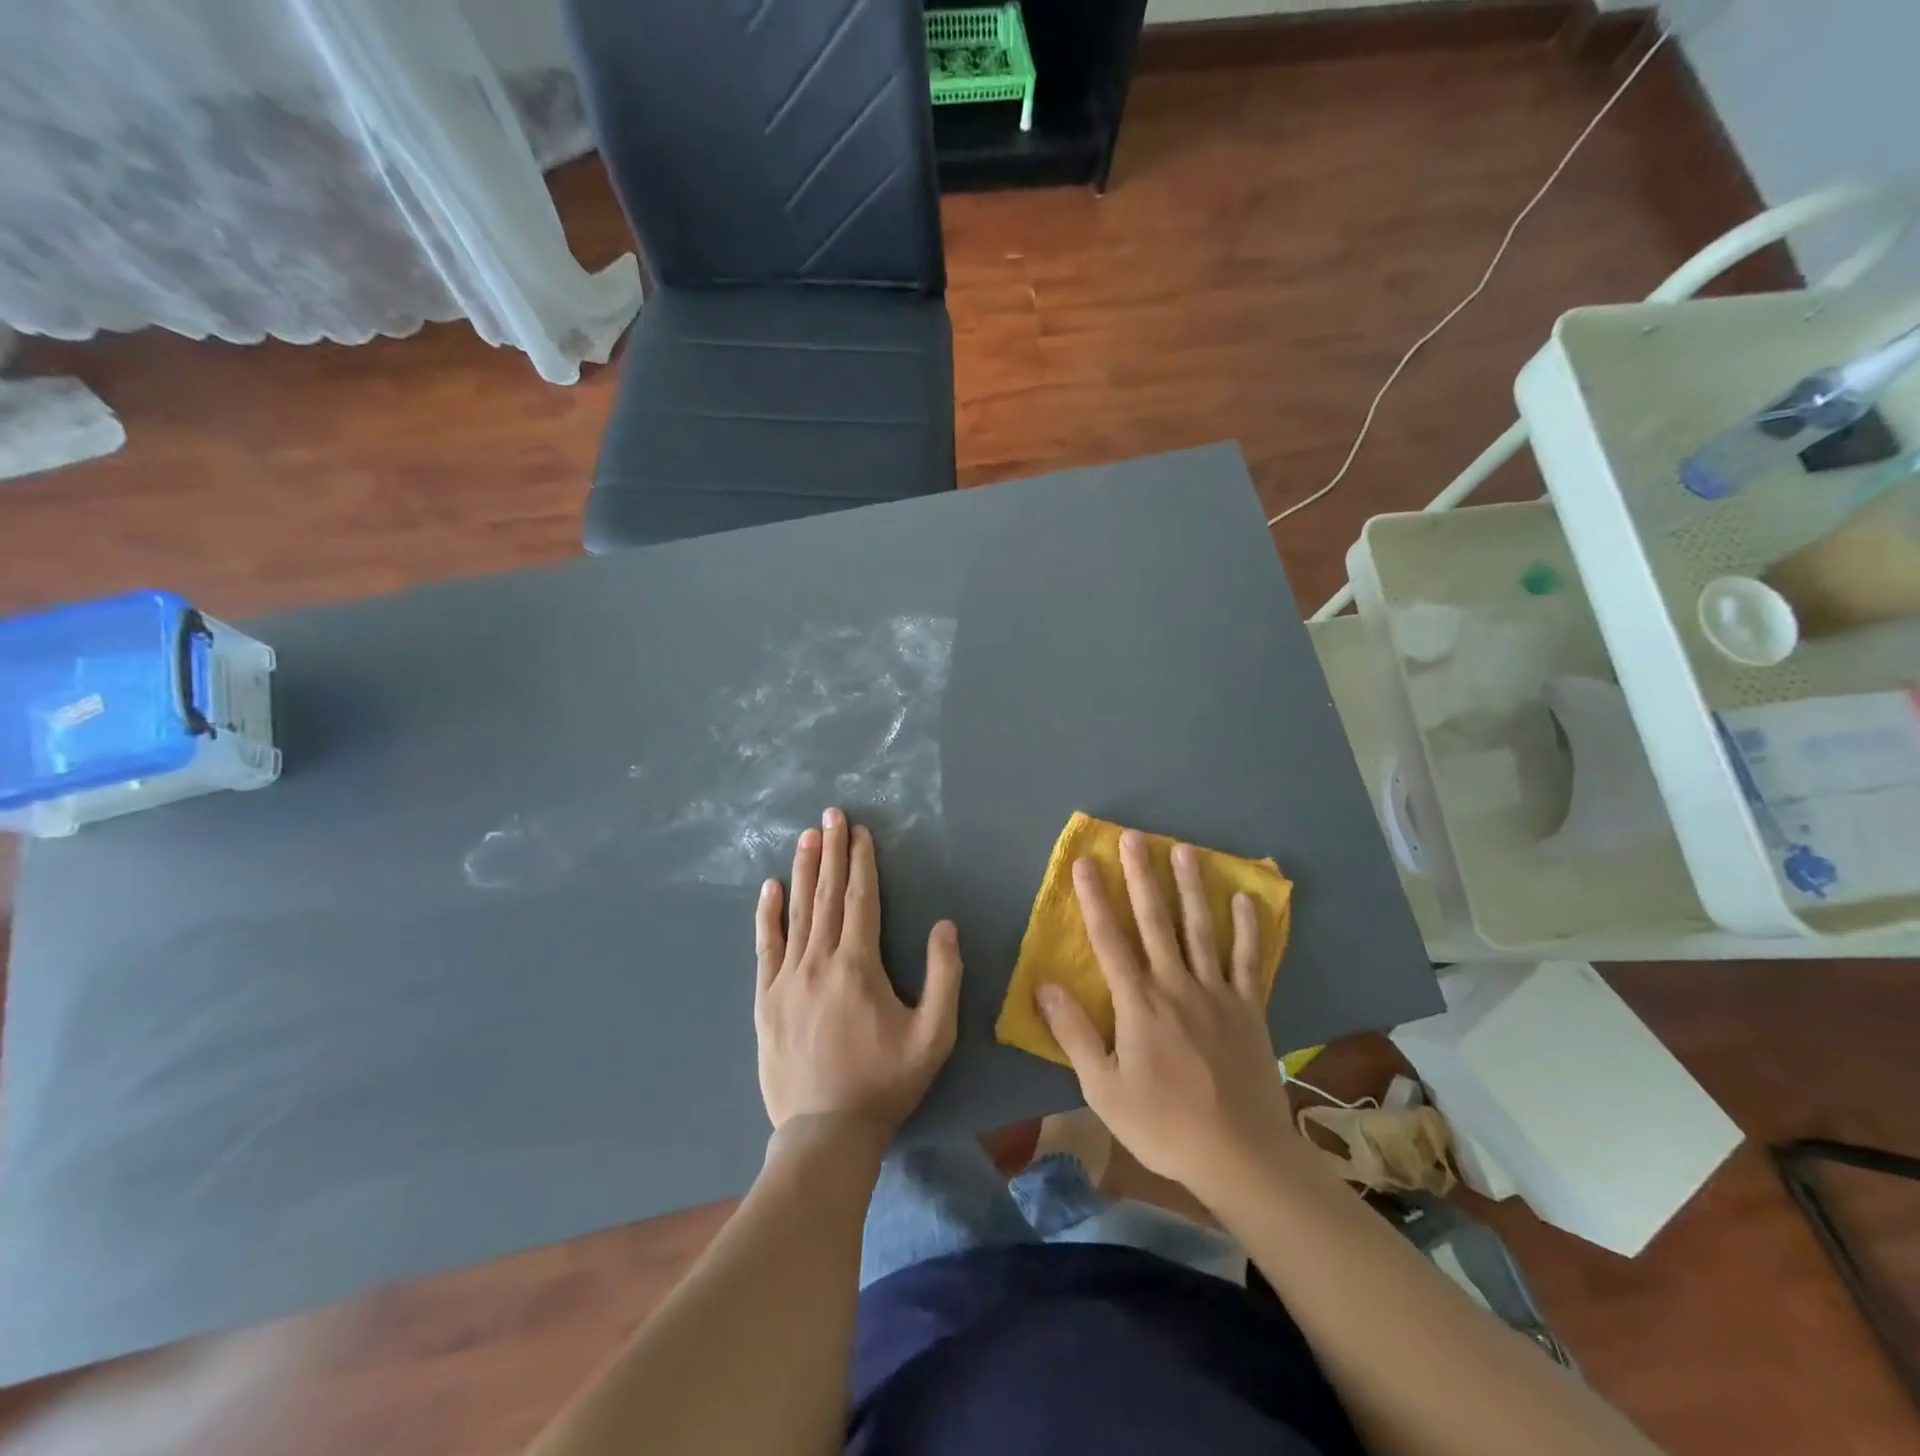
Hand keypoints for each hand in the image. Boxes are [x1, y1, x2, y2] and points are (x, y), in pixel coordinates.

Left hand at [755, 807, 962, 1138]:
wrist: (825, 1132)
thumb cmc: (885, 1082)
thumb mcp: (934, 1035)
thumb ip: (944, 977)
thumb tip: (945, 926)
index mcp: (859, 965)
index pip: (860, 899)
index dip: (861, 862)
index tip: (860, 831)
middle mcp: (819, 961)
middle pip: (827, 895)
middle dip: (832, 851)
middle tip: (830, 815)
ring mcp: (787, 978)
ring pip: (797, 912)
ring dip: (803, 871)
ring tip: (806, 837)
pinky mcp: (766, 998)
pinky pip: (766, 946)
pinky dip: (768, 915)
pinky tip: (770, 888)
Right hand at [1037, 832, 1294, 1198]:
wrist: (1241, 1156)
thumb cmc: (1163, 1124)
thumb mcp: (1103, 1088)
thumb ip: (1074, 1033)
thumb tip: (1044, 985)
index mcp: (1138, 1003)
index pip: (1109, 939)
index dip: (1094, 898)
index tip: (1084, 862)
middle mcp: (1176, 985)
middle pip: (1155, 920)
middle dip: (1141, 876)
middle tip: (1134, 837)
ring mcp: (1217, 993)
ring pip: (1201, 929)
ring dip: (1190, 887)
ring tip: (1183, 849)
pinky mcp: (1249, 1009)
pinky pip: (1248, 960)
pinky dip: (1246, 929)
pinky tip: (1242, 900)